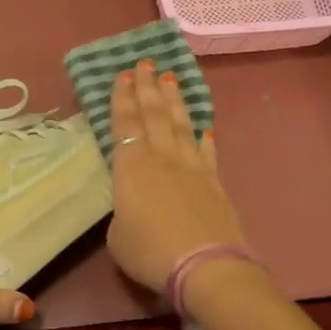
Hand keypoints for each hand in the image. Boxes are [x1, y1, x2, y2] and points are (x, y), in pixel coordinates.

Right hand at [105, 60, 248, 292]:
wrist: (205, 266)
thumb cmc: (150, 251)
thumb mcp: (117, 235)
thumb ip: (122, 211)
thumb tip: (133, 206)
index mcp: (131, 166)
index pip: (125, 122)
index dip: (123, 97)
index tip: (123, 74)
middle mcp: (161, 157)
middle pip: (153, 114)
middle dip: (147, 87)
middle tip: (145, 63)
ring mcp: (191, 167)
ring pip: (180, 124)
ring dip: (174, 100)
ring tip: (171, 78)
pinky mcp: (214, 182)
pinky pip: (207, 152)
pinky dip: (204, 137)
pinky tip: (204, 126)